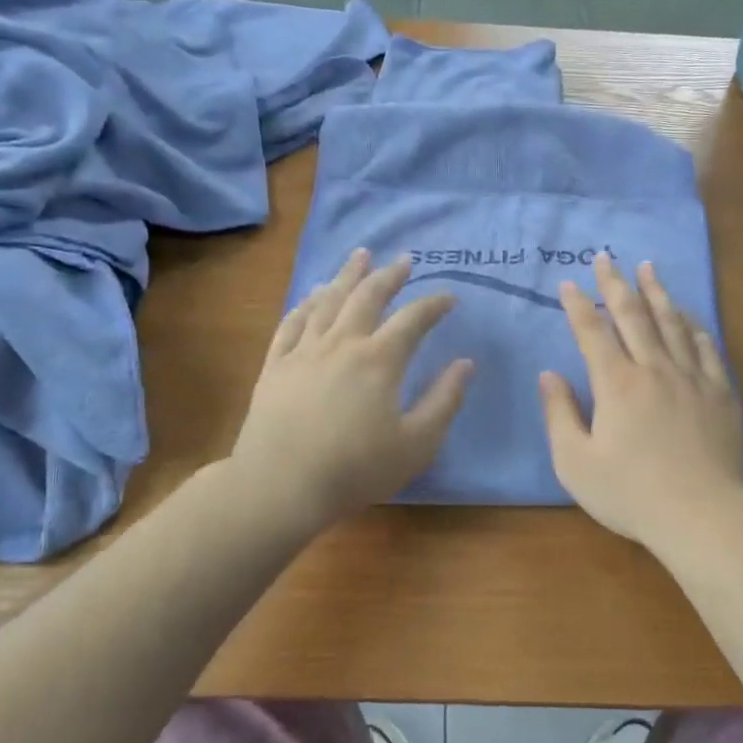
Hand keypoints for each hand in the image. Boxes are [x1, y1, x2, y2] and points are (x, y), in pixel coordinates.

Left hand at [232, 249, 472, 534]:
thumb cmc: (356, 469)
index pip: (413, 319)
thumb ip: (444, 401)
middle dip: (389, 275)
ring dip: (347, 276)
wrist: (281, 486)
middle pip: (367, 297)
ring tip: (360, 256)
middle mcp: (342, 344)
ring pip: (328, 301)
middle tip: (403, 259)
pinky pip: (292, 323)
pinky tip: (313, 295)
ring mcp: (304, 351)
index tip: (450, 297)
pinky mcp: (276, 366)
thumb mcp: (416, 443)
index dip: (434, 304)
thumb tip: (466, 363)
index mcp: (380, 360)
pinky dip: (306, 304)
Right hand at [540, 253, 742, 551]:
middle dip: (616, 283)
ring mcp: (693, 377)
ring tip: (648, 268)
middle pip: (633, 315)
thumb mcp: (576, 463)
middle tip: (606, 257)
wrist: (702, 514)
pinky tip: (688, 315)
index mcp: (617, 384)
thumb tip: (549, 375)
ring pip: (672, 322)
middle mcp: (655, 369)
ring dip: (657, 292)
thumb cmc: (631, 494)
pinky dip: (693, 325)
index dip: (578, 305)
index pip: (593, 332)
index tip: (569, 283)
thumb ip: (559, 414)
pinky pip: (706, 347)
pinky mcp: (721, 392)